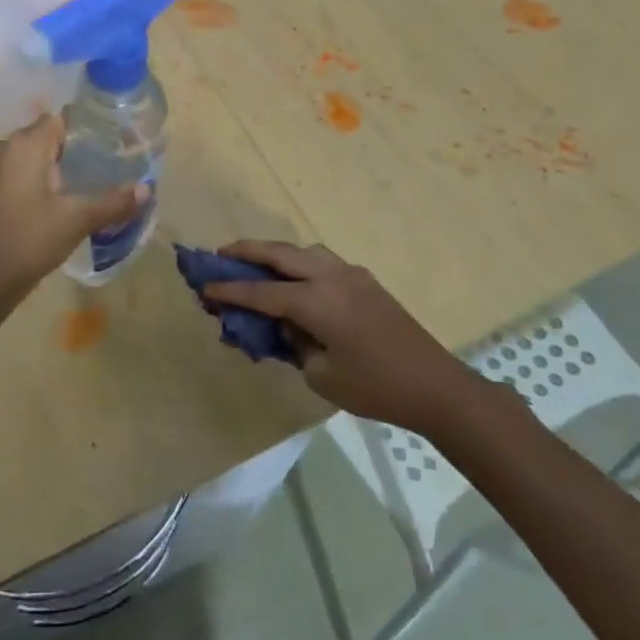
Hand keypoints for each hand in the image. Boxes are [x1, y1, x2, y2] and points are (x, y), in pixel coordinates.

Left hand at [0, 113, 145, 301]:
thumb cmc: (30, 240)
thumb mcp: (77, 219)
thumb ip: (114, 201)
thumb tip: (147, 190)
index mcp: (24, 145)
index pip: (61, 120)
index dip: (89, 128)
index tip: (114, 142)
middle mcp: (4, 147)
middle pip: (47, 134)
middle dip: (77, 147)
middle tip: (109, 163)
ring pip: (34, 153)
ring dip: (59, 163)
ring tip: (92, 179)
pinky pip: (21, 169)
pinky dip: (42, 175)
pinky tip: (64, 195)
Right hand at [203, 240, 492, 432]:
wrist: (436, 386)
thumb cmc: (375, 388)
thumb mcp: (321, 375)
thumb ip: (293, 343)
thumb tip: (283, 323)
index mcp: (316, 301)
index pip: (261, 292)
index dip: (229, 291)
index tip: (203, 287)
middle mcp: (331, 277)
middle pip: (279, 254)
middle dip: (246, 251)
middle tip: (219, 254)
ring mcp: (351, 275)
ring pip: (303, 250)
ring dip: (274, 253)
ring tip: (254, 263)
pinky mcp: (366, 281)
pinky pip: (322, 261)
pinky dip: (299, 262)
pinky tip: (293, 280)